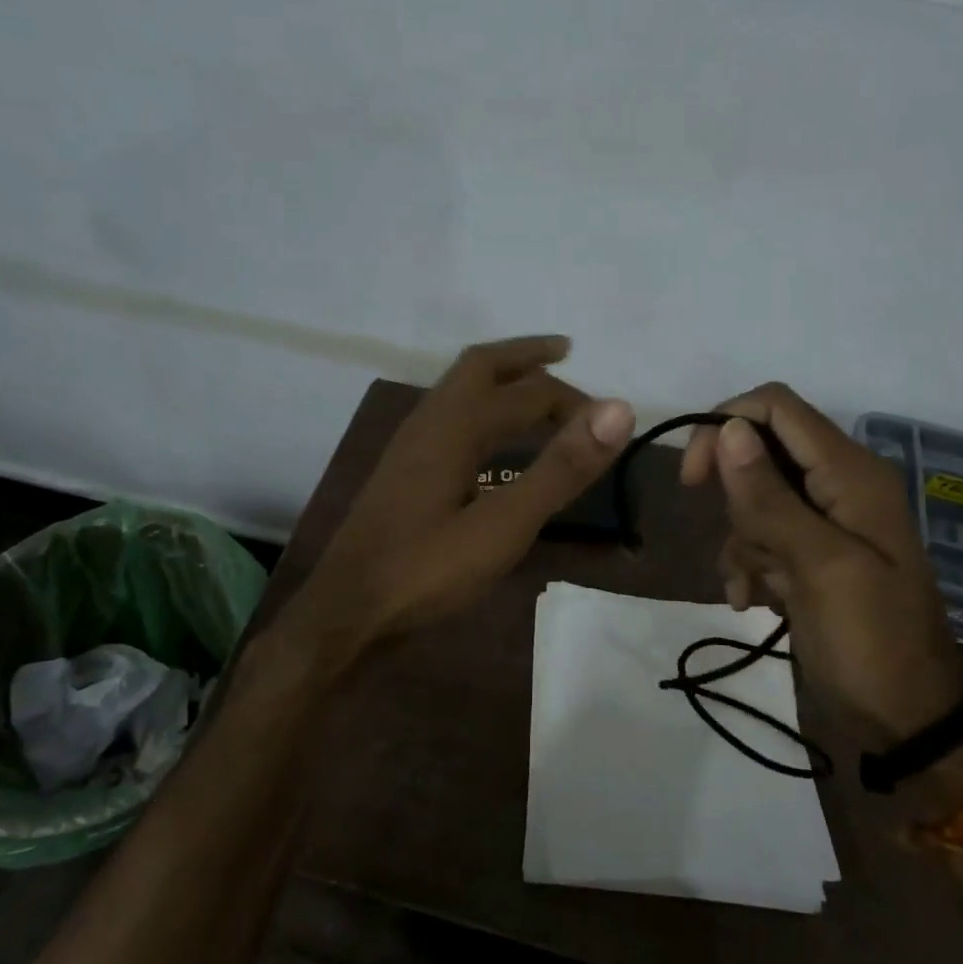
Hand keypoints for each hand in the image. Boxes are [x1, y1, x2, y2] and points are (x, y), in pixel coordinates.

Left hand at [289, 336, 633, 659]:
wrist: (345, 610)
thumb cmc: (426, 570)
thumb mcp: (504, 525)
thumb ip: (560, 469)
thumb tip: (617, 410)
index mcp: (455, 425)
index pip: (528, 392)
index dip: (573, 401)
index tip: (609, 422)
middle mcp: (429, 420)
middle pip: (481, 366)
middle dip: (525, 355)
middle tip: (566, 352)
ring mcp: (410, 444)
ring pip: (459, 389)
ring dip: (500, 378)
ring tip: (535, 387)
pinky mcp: (403, 469)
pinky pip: (449, 415)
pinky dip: (481, 406)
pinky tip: (491, 439)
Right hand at [679, 383, 962, 741]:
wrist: (906, 720)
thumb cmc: (870, 640)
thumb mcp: (819, 565)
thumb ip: (769, 496)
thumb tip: (728, 427)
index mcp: (851, 473)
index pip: (776, 407)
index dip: (726, 425)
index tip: (694, 477)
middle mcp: (838, 485)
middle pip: (760, 450)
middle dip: (734, 495)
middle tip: (728, 539)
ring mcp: (825, 521)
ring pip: (754, 497)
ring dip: (741, 539)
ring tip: (753, 588)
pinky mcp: (812, 554)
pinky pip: (762, 536)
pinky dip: (749, 563)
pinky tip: (752, 601)